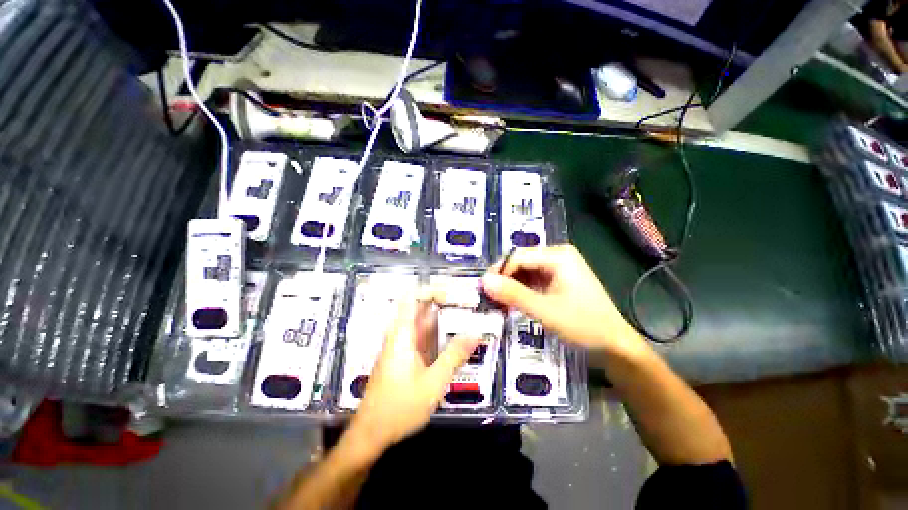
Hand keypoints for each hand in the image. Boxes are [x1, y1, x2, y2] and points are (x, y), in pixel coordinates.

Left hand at [350, 289, 480, 452]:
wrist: (372, 433)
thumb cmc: (400, 406)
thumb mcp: (433, 381)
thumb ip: (454, 355)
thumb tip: (475, 332)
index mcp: (402, 334)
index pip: (412, 298)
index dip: (431, 290)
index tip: (452, 293)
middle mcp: (400, 335)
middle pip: (419, 308)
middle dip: (441, 303)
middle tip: (465, 304)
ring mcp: (401, 346)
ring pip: (421, 323)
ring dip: (441, 318)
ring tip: (464, 317)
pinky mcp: (403, 356)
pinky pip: (421, 337)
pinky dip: (437, 333)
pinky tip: (452, 339)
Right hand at [480, 244, 643, 352]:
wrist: (615, 345)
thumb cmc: (584, 325)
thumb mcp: (544, 310)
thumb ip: (513, 294)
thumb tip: (483, 281)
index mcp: (558, 255)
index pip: (517, 256)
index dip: (498, 271)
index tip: (483, 290)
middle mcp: (558, 255)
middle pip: (520, 262)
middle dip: (504, 280)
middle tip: (490, 298)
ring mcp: (559, 267)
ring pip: (525, 272)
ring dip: (511, 287)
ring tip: (499, 304)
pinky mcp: (558, 280)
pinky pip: (533, 280)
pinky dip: (521, 291)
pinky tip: (513, 303)